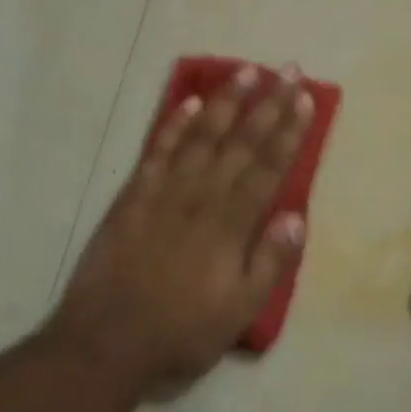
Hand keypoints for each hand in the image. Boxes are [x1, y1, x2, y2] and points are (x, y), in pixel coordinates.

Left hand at [52, 63, 314, 387]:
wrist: (105, 341)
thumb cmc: (180, 331)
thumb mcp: (238, 311)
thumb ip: (269, 262)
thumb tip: (297, 217)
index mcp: (231, 224)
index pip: (268, 167)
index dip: (289, 131)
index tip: (305, 99)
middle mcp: (202, 197)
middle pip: (241, 141)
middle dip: (268, 103)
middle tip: (288, 69)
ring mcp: (164, 192)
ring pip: (201, 136)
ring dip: (226, 101)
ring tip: (246, 71)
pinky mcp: (133, 196)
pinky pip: (157, 151)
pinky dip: (174, 125)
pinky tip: (189, 103)